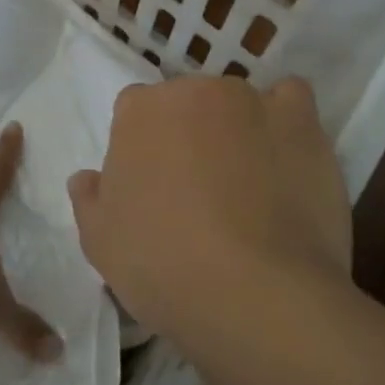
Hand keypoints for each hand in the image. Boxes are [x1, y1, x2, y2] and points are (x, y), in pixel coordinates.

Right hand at [67, 76, 351, 346]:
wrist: (255, 294)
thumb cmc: (164, 266)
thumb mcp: (101, 244)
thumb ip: (90, 199)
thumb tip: (86, 177)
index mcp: (139, 111)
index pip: (136, 113)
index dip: (145, 150)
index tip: (155, 189)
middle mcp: (193, 90)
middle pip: (188, 103)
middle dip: (191, 135)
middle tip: (201, 190)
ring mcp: (249, 100)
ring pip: (237, 104)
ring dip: (237, 131)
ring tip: (251, 184)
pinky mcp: (298, 118)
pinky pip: (291, 99)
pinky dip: (286, 120)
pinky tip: (286, 155)